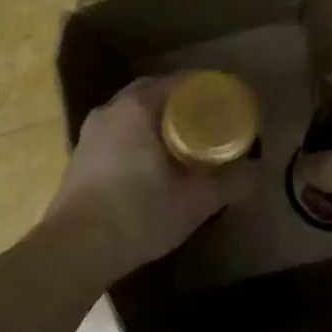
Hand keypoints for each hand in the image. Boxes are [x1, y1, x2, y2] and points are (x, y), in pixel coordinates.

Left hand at [42, 75, 259, 283]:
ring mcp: (89, 136)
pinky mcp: (80, 161)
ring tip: (184, 145)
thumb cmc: (139, 213)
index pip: (176, 82)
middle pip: (152, 96)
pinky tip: (153, 167)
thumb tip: (255, 171)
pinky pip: (118, 138)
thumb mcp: (196, 200)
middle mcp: (109, 112)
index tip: (226, 103)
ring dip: (157, 125)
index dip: (205, 89)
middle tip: (208, 123)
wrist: (76, 249)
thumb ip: (230, 182)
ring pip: (132, 118)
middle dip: (181, 106)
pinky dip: (139, 142)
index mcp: (136, 109)